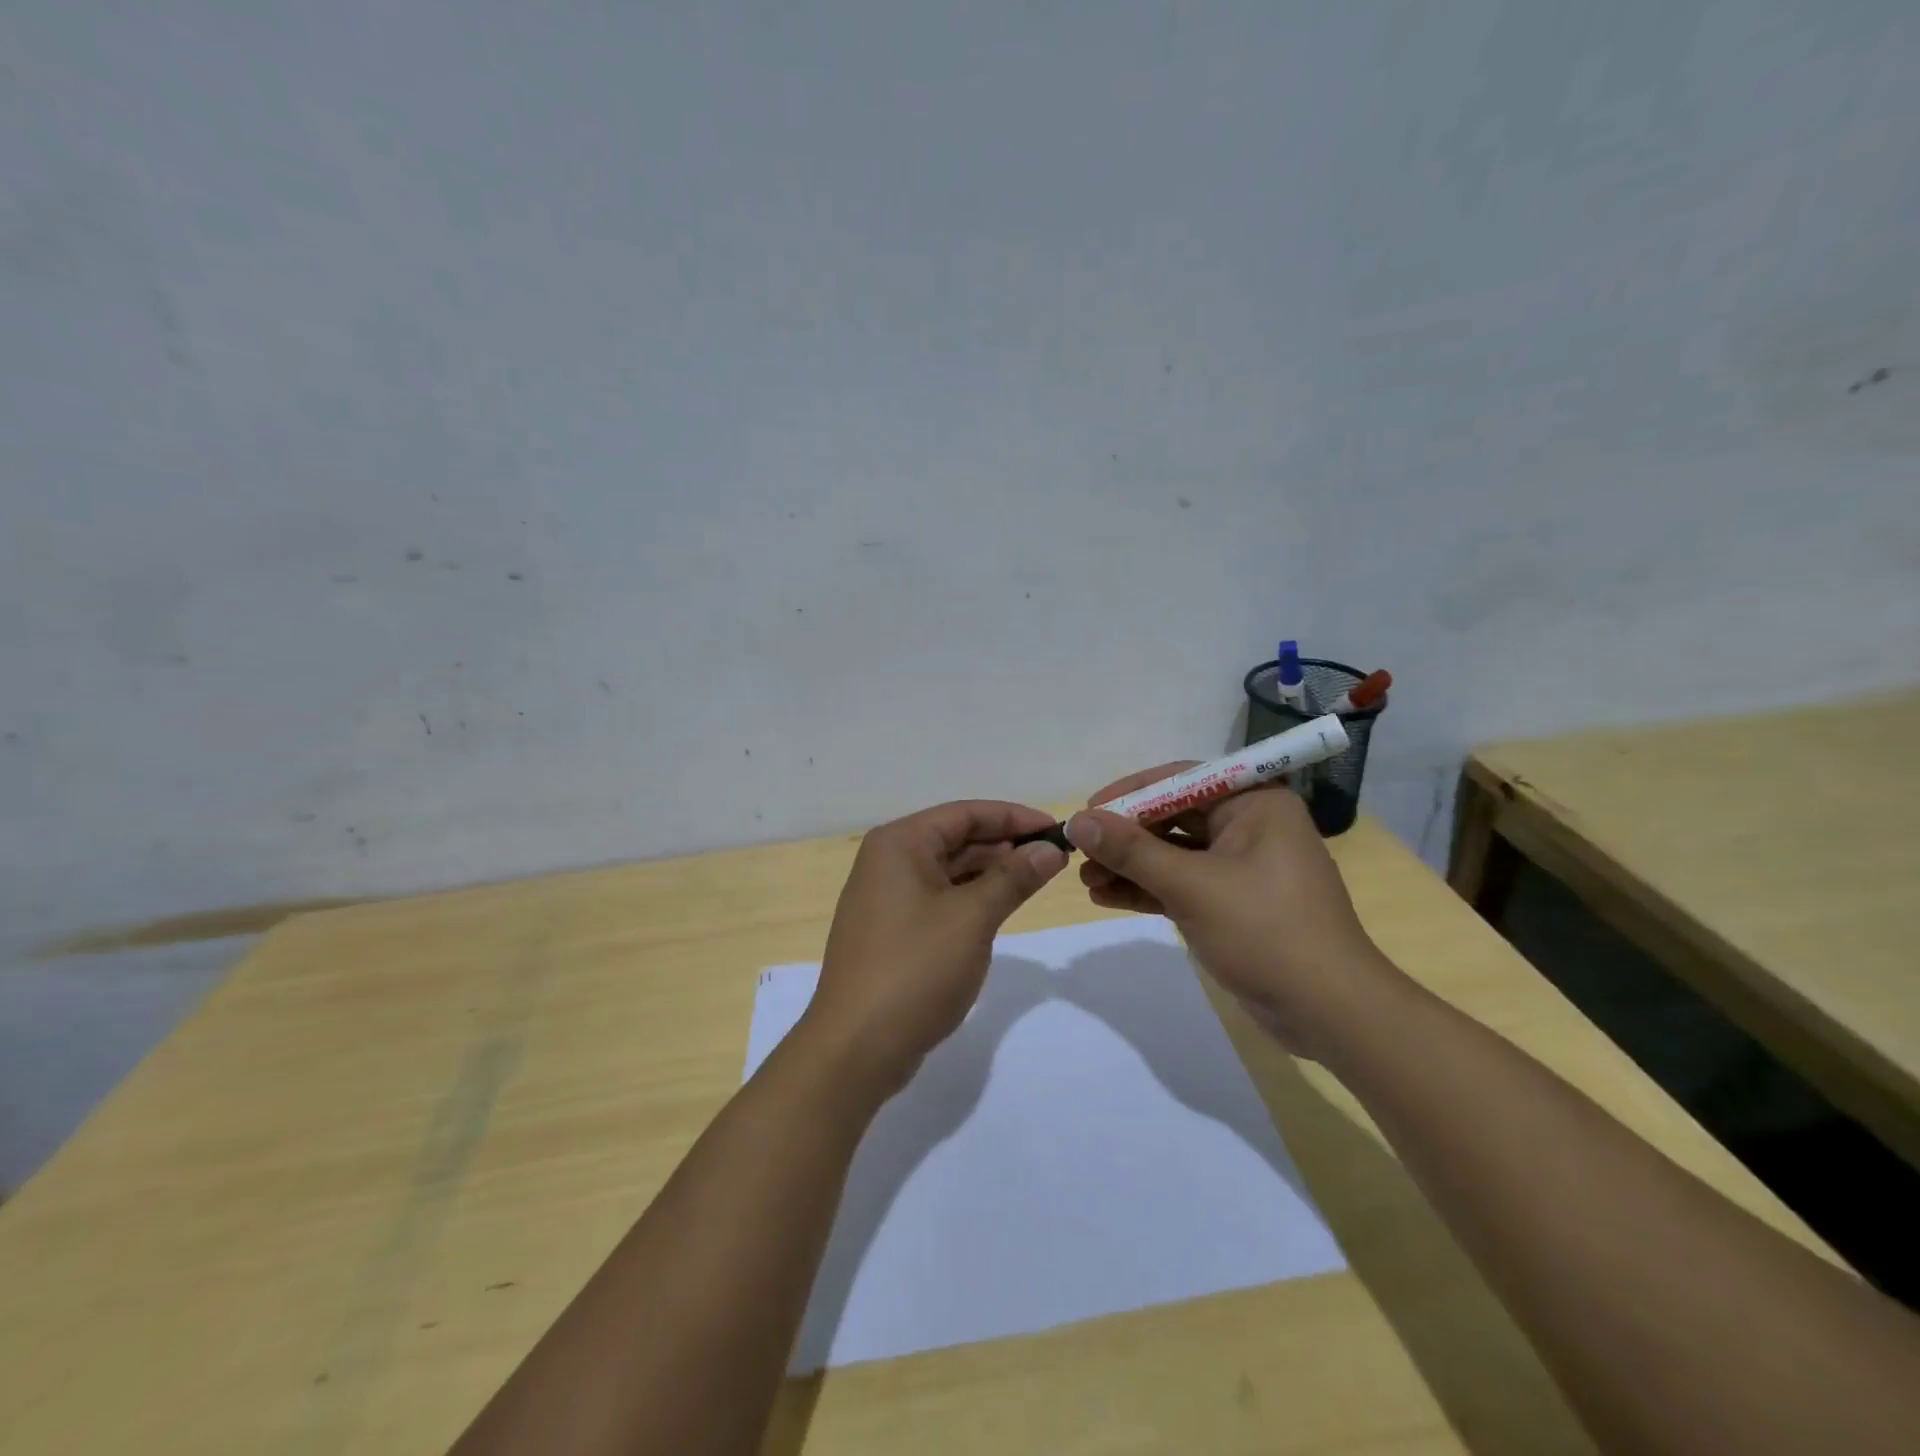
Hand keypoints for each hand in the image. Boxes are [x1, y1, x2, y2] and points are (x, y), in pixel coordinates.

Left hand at [802, 800, 1067, 1094]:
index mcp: (899, 844)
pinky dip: (970, 898)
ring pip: (948, 870)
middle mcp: (888, 861)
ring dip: (991, 872)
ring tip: (1037, 880)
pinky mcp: (891, 930)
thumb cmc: (915, 970)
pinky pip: (938, 899)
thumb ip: (1014, 878)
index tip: (1058, 829)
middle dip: (1005, 845)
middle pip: (955, 838)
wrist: (856, 1047)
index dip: (1014, 817)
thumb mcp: (973, 918)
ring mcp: (886, 897)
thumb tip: (1050, 849)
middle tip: (1054, 858)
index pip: (965, 813)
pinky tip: (1001, 908)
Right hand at [1068, 768, 1402, 1056]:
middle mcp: (1249, 826)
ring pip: (1173, 854)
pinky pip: (1182, 884)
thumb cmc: (1266, 931)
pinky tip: (1106, 897)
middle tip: (1079, 852)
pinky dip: (1147, 890)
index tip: (1087, 812)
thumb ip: (1131, 851)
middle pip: (1172, 817)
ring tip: (1084, 880)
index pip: (1180, 780)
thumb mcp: (1192, 886)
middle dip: (1125, 836)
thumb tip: (1077, 821)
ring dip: (1130, 866)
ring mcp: (1241, 867)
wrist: (1329, 1013)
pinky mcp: (1233, 903)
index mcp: (1254, 803)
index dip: (1130, 793)